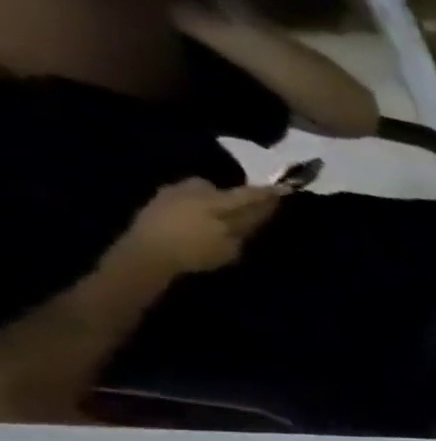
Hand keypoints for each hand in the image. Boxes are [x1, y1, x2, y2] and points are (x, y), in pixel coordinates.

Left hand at [126, 178, 281, 275]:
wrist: (147, 252)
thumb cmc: (195, 252)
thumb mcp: (229, 247)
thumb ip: (243, 228)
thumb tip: (256, 215)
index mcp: (216, 203)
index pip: (247, 196)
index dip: (266, 194)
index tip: (283, 189)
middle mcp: (194, 192)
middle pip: (217, 188)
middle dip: (231, 195)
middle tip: (239, 207)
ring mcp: (171, 193)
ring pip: (198, 190)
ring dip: (210, 199)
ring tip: (214, 216)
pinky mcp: (157, 201)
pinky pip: (182, 197)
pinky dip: (194, 205)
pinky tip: (194, 219)